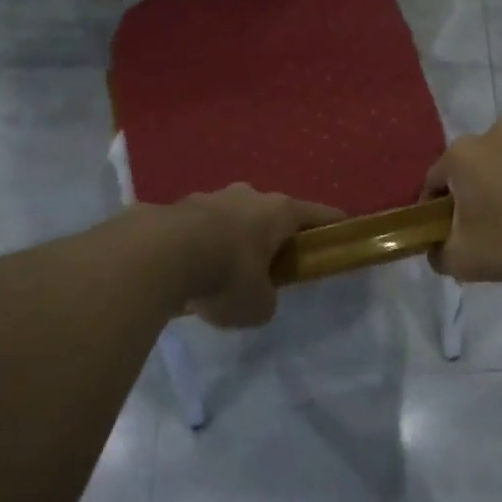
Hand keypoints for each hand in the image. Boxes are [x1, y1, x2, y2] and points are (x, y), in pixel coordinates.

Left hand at [170, 185, 344, 328]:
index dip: (333, 225)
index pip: (318, 214)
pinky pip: (197, 228)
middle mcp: (248, 196)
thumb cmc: (227, 275)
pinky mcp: (175, 207)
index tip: (342, 233)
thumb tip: (258, 296)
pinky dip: (199, 245)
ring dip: (232, 239)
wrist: (159, 255)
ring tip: (221, 271)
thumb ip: (266, 299)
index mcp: (279, 211)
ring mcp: (209, 196)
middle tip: (270, 265)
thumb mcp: (258, 305)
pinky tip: (189, 271)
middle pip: (271, 213)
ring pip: (231, 217)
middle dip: (272, 236)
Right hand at [421, 115, 501, 281]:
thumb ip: (438, 254)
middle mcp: (490, 130)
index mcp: (459, 156)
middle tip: (495, 221)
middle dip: (479, 187)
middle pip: (475, 163)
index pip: (434, 181)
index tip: (450, 230)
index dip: (437, 207)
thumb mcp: (464, 261)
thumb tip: (435, 249)